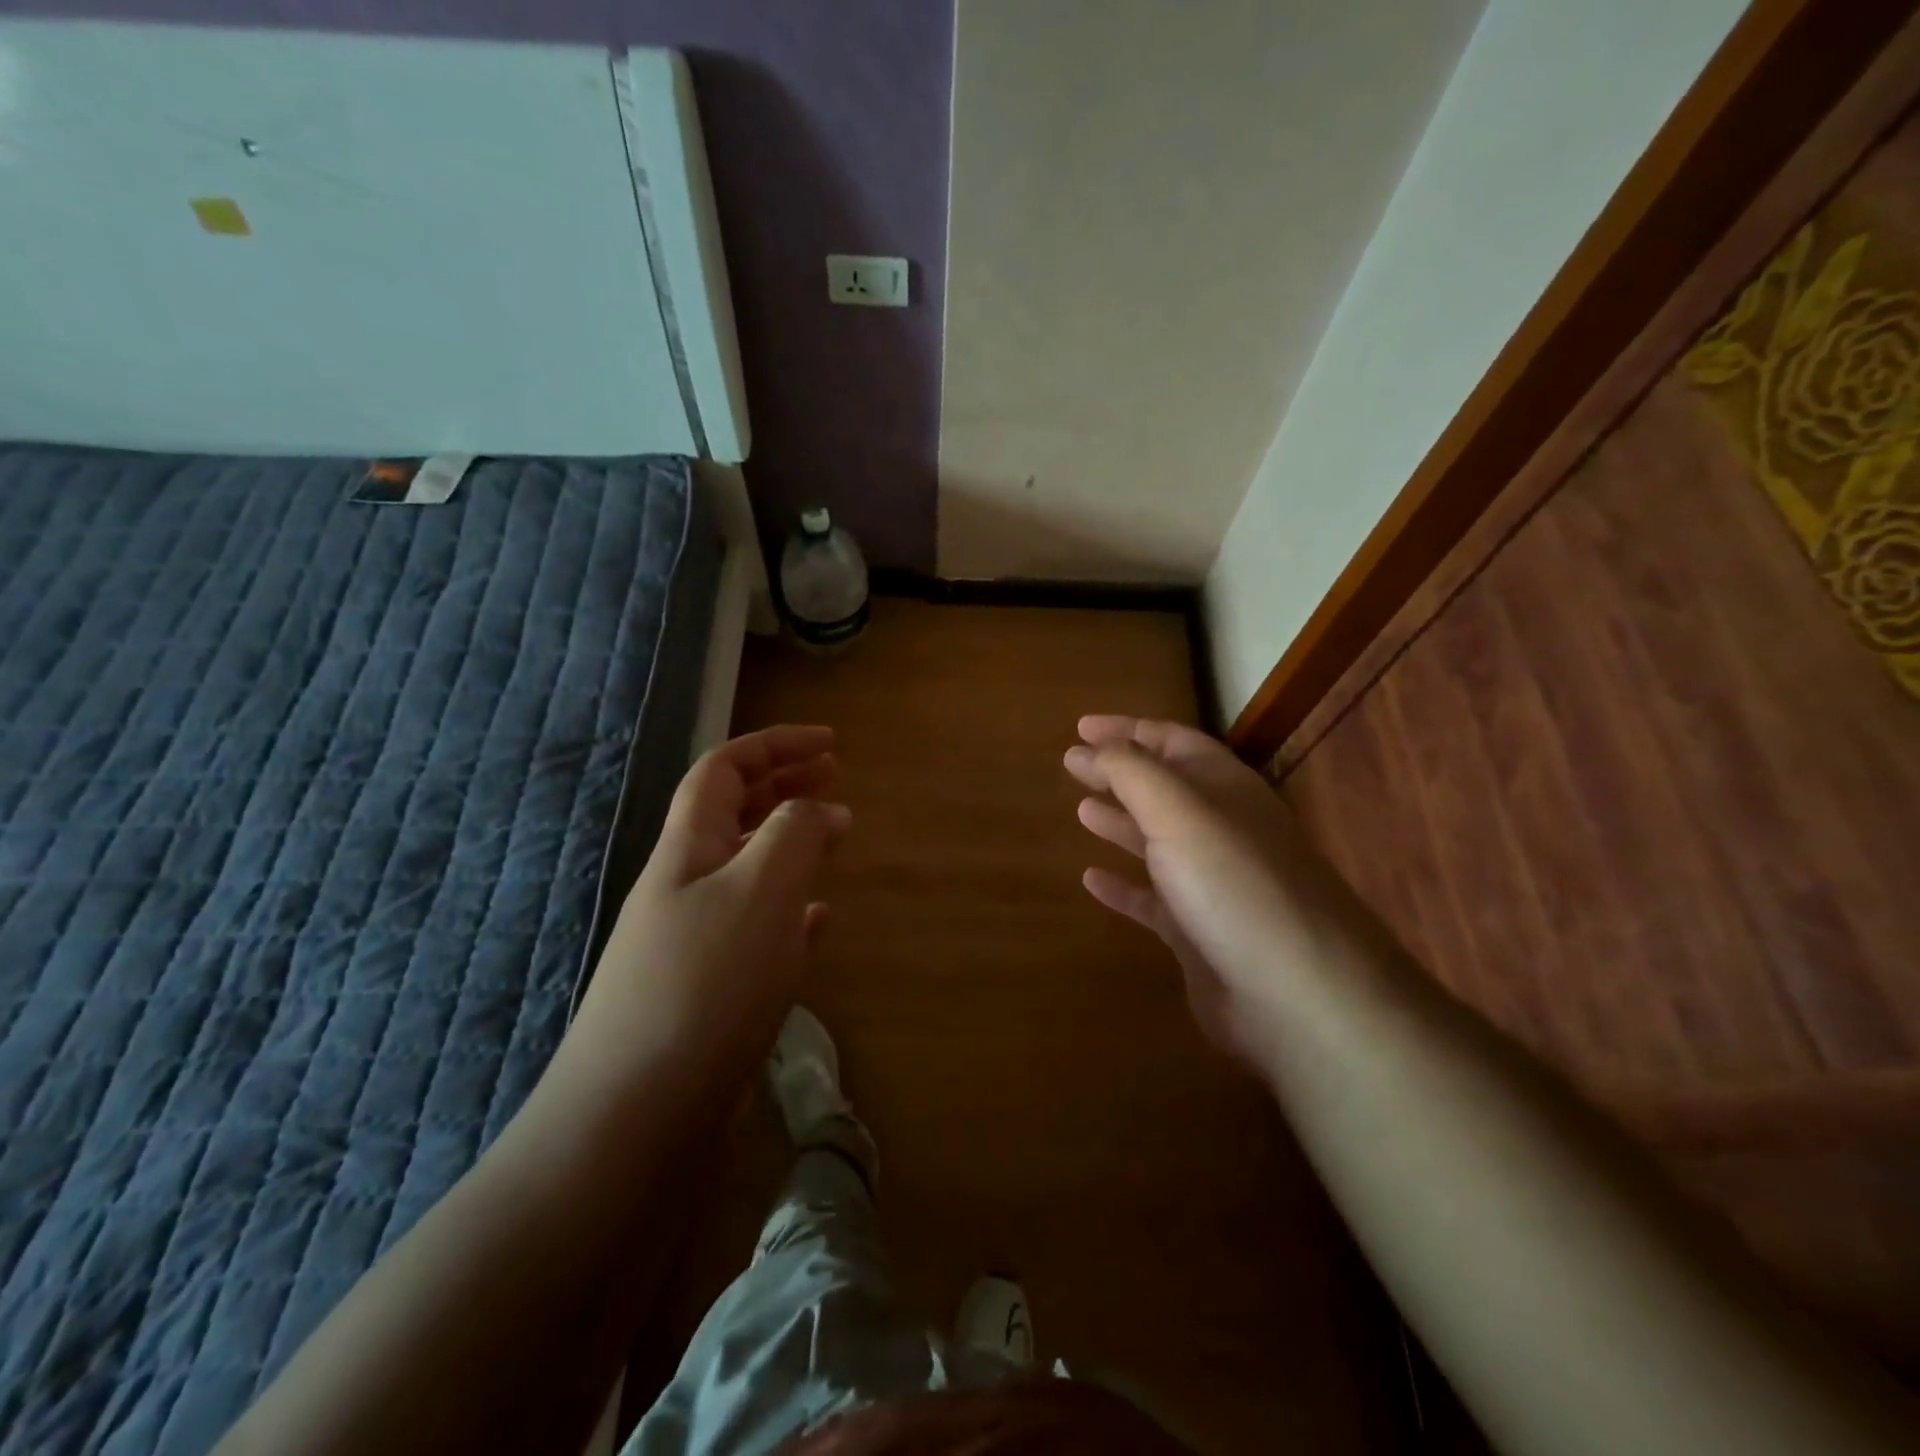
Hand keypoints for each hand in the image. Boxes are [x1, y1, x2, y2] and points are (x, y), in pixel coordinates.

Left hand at [566, 725, 848, 1092]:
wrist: (637, 1114)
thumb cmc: (704, 983)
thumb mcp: (760, 891)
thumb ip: (794, 835)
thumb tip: (822, 808)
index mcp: (688, 848)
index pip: (724, 769)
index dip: (775, 745)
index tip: (831, 742)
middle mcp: (685, 885)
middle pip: (734, 813)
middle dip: (784, 786)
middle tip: (837, 778)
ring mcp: (694, 938)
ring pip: (749, 868)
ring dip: (791, 844)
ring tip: (835, 839)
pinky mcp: (710, 988)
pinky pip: (758, 926)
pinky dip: (792, 909)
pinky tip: (820, 920)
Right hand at [1065, 716, 1343, 1065]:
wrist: (1300, 998)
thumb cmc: (1235, 887)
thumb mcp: (1179, 813)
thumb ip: (1133, 773)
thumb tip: (1094, 747)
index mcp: (1225, 790)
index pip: (1173, 743)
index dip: (1127, 730)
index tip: (1080, 727)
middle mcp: (1222, 831)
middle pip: (1164, 789)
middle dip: (1120, 773)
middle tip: (1072, 765)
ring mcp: (1213, 885)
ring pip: (1158, 841)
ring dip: (1121, 821)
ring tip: (1081, 810)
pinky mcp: (1200, 934)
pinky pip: (1152, 900)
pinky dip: (1123, 885)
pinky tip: (1091, 880)